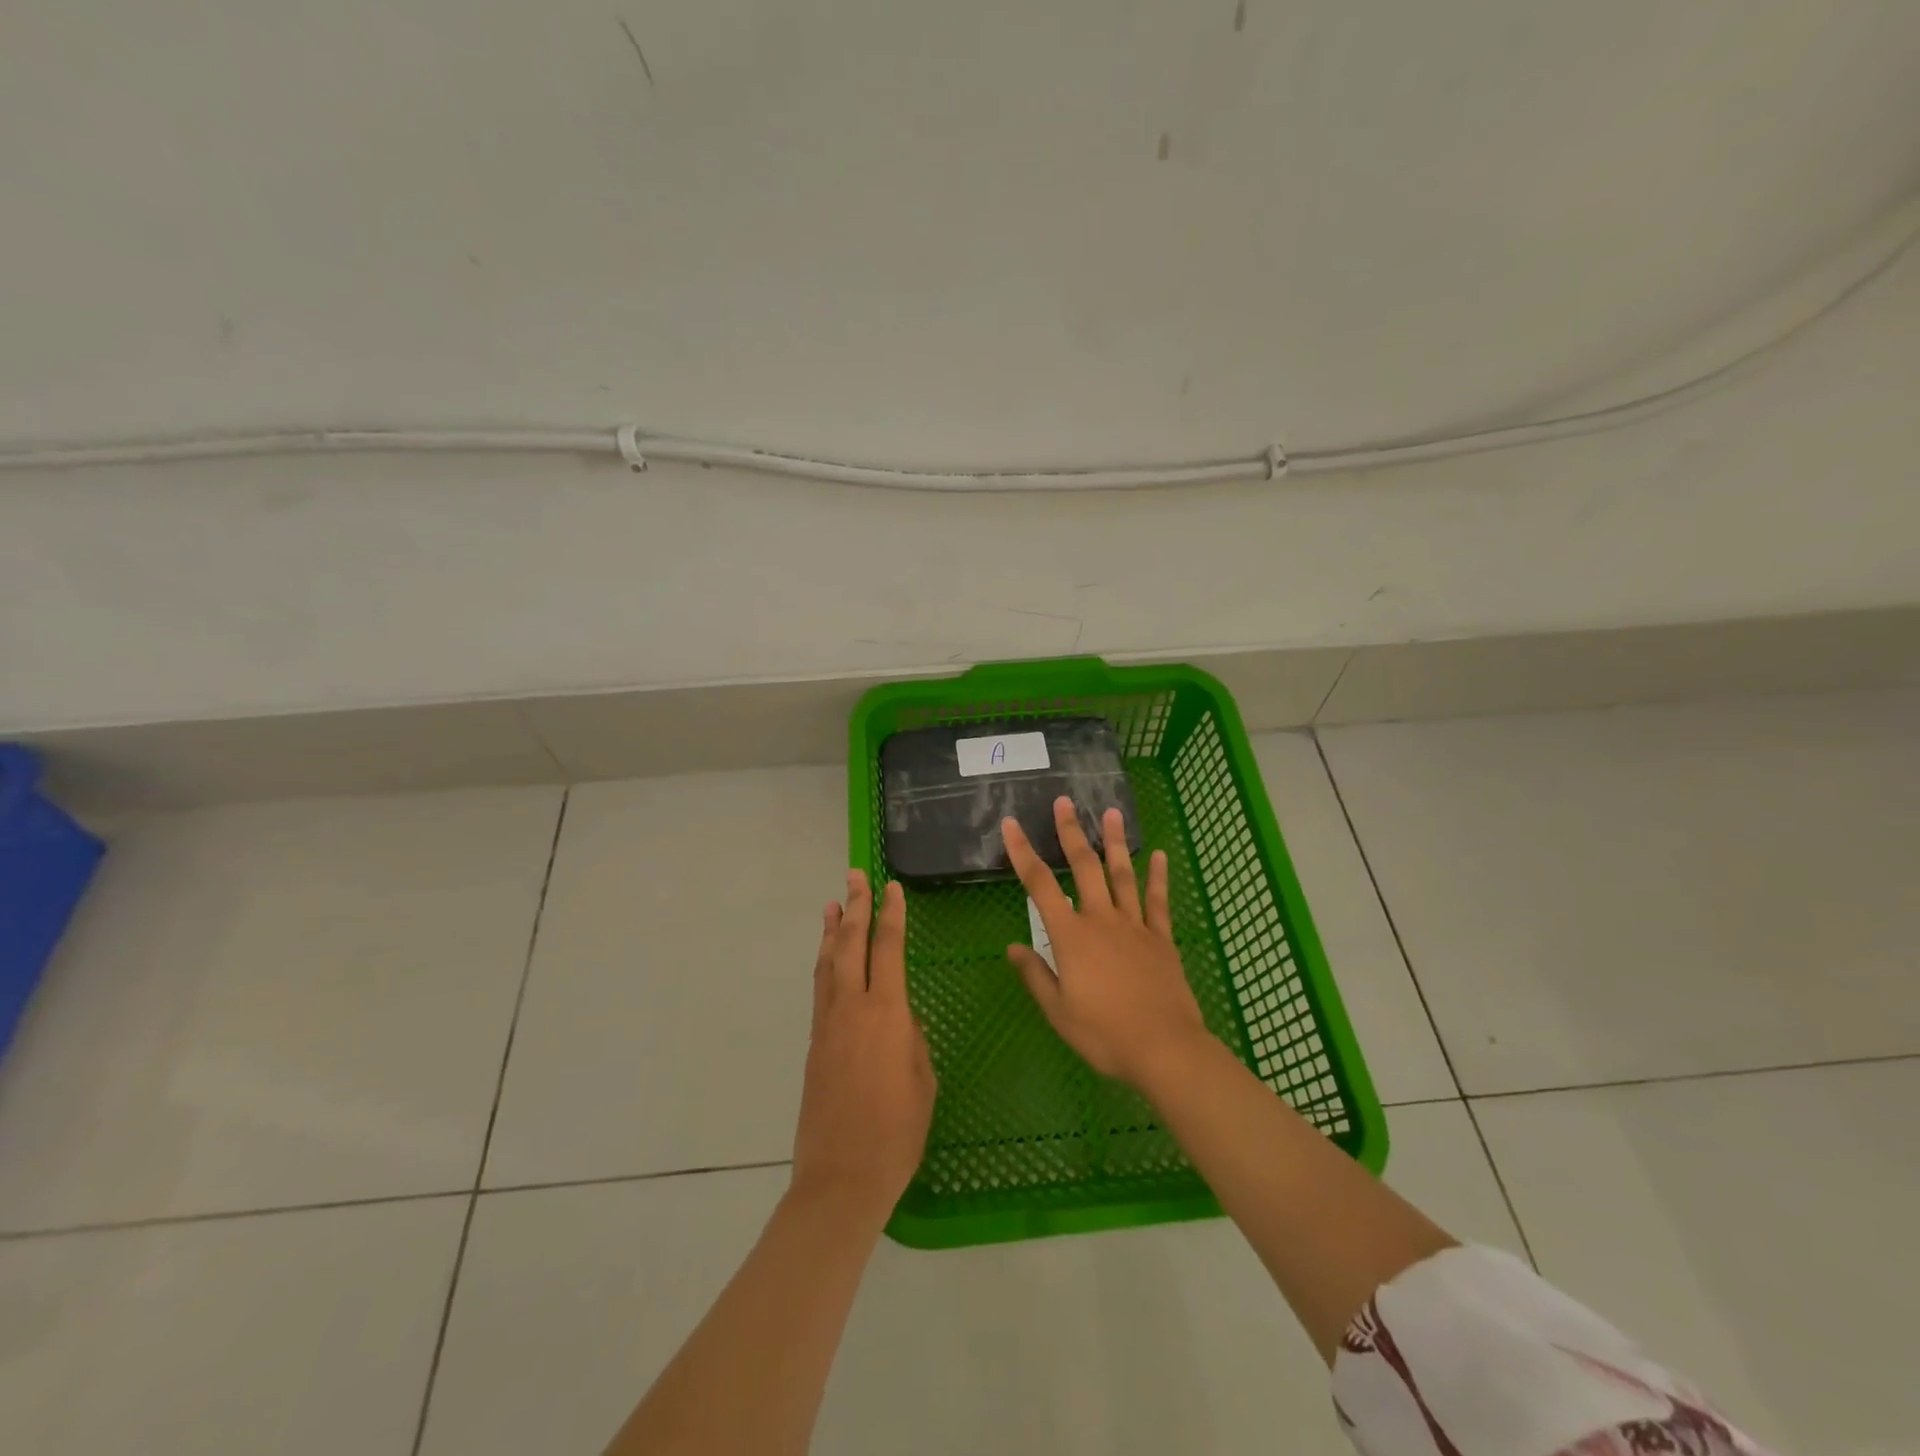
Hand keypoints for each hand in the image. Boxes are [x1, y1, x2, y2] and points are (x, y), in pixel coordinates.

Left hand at [791, 871, 936, 1221]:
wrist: (842, 1178)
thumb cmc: (897, 1133)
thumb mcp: (923, 1080)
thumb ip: (911, 1040)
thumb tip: (898, 1021)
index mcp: (887, 1014)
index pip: (888, 949)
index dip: (891, 915)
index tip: (892, 887)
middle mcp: (853, 1008)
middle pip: (851, 945)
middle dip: (855, 907)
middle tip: (855, 876)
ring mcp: (828, 1025)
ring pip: (828, 963)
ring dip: (832, 930)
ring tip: (833, 903)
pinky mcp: (814, 1043)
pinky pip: (820, 988)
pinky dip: (824, 962)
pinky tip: (827, 957)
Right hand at [1003, 798, 1209, 1089]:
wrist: (1165, 1048)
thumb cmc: (1104, 1034)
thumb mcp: (1058, 1012)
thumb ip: (1035, 975)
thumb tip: (1012, 948)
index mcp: (1071, 936)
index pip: (1039, 885)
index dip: (1022, 852)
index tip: (1011, 825)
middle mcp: (1101, 920)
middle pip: (1084, 867)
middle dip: (1071, 832)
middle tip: (1065, 802)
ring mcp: (1135, 925)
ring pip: (1122, 874)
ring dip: (1114, 842)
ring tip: (1112, 812)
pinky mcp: (1161, 938)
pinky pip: (1158, 901)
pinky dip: (1158, 876)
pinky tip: (1159, 855)